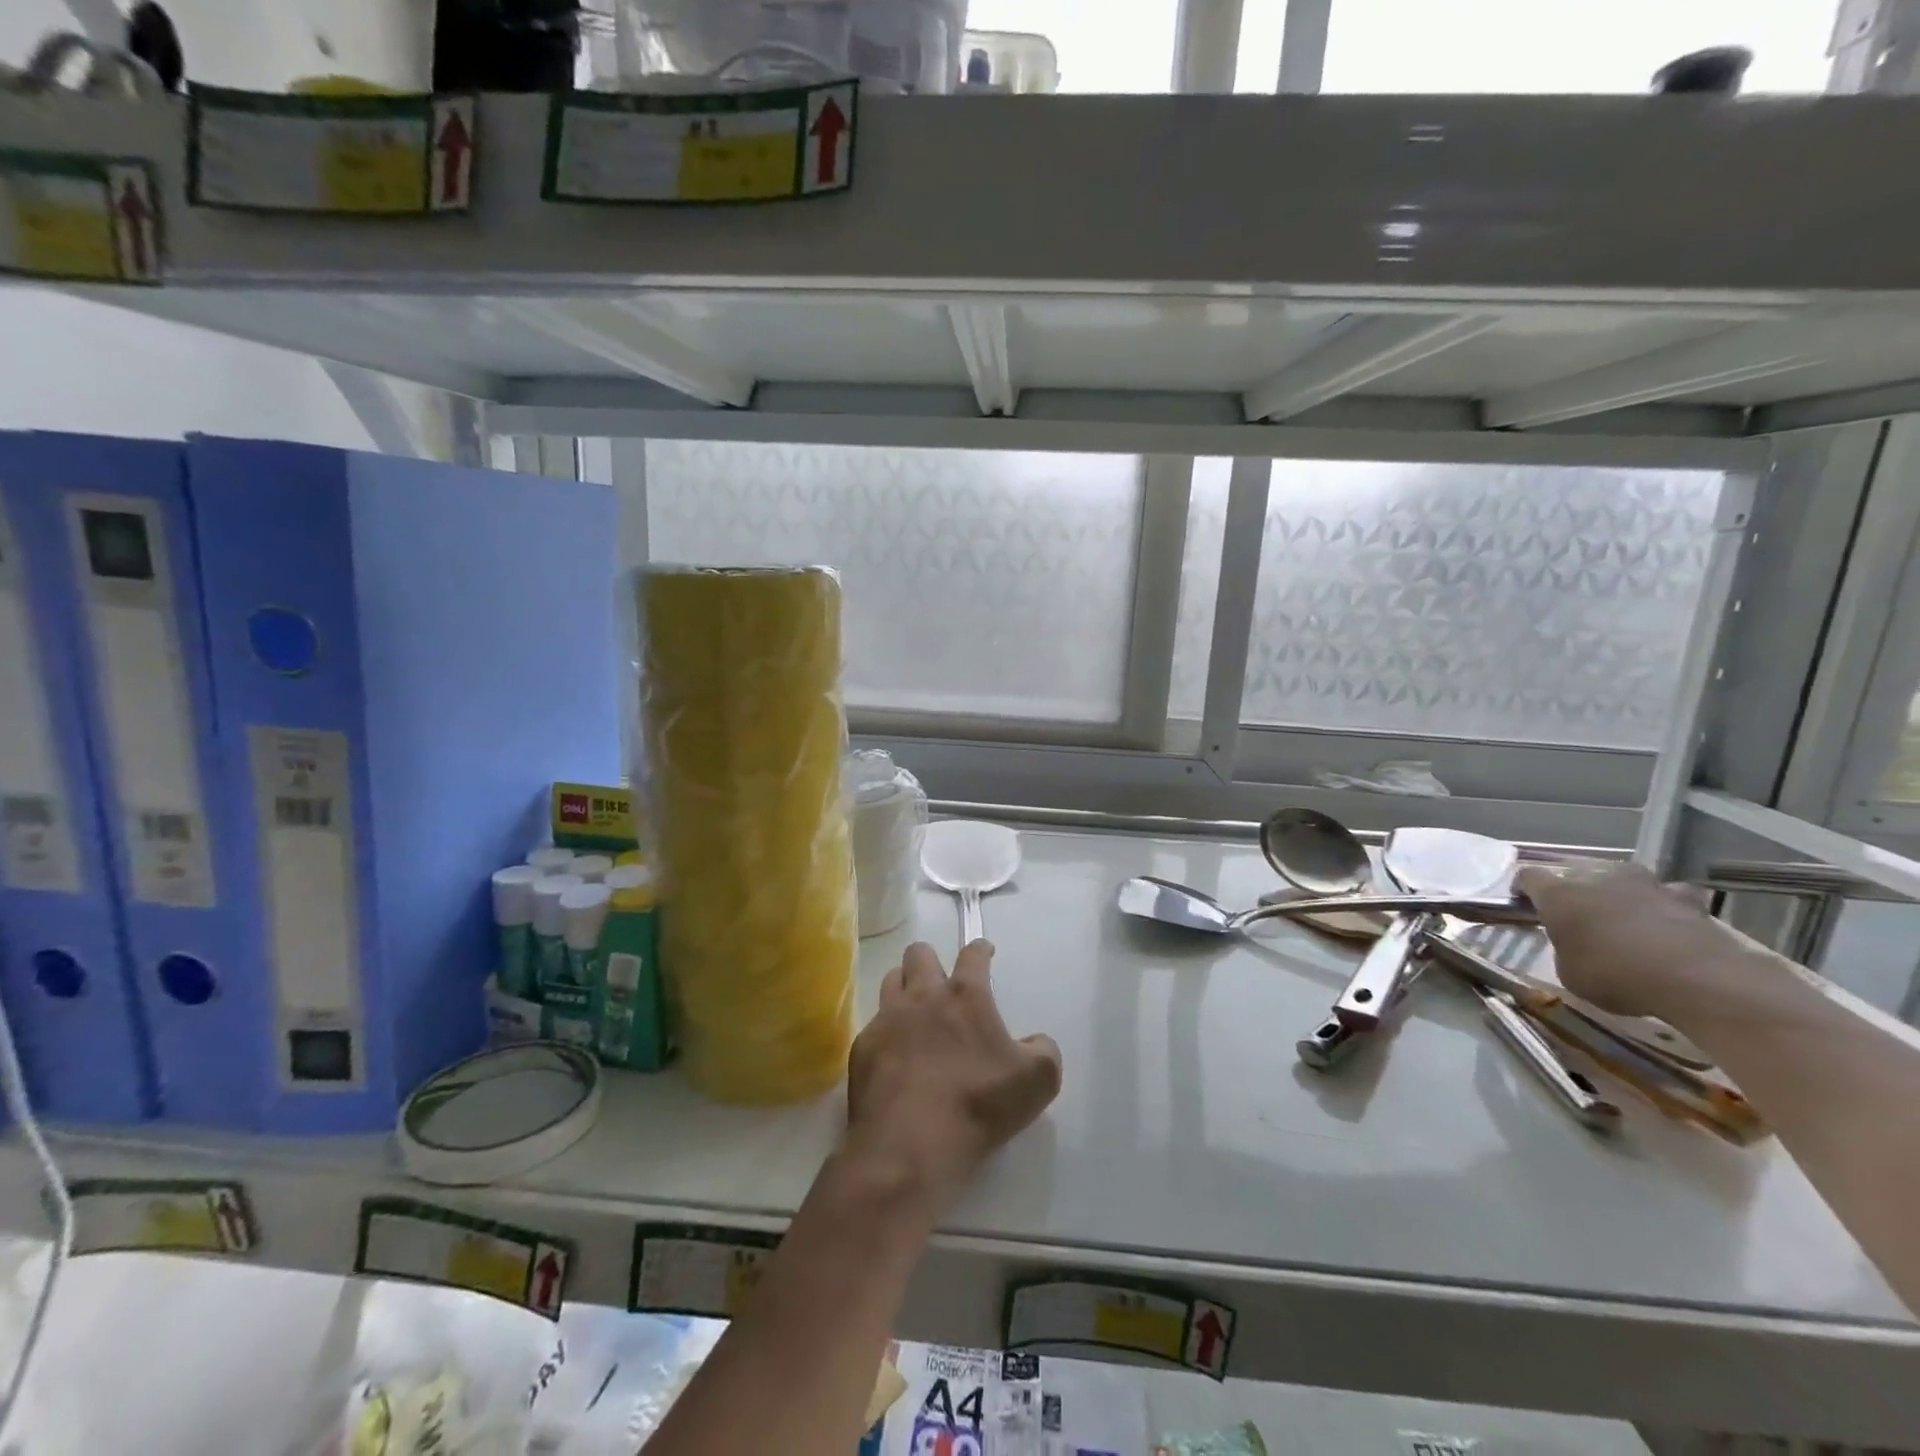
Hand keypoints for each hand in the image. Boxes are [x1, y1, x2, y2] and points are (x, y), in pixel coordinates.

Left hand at [844, 941, 1061, 1218]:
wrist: (910, 1144)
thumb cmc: (978, 1105)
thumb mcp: (1037, 1082)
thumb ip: (1045, 1052)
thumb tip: (1036, 1041)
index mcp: (965, 996)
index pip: (973, 954)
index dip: (981, 949)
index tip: (984, 951)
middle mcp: (923, 995)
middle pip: (919, 954)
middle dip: (931, 960)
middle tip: (941, 983)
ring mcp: (888, 1018)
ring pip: (891, 980)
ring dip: (903, 986)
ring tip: (913, 1009)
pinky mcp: (863, 1047)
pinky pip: (873, 1024)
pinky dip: (886, 1032)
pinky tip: (893, 1055)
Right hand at [1515, 861, 1740, 1020]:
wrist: (1695, 977)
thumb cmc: (1614, 974)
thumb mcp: (1570, 973)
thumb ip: (1566, 950)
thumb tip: (1575, 945)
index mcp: (1558, 894)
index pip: (1529, 877)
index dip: (1524, 889)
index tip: (1524, 902)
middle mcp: (1597, 877)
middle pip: (1578, 873)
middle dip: (1577, 891)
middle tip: (1580, 915)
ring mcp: (1645, 883)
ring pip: (1624, 880)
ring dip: (1622, 895)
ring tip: (1626, 918)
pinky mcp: (1687, 899)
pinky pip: (1670, 896)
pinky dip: (1666, 906)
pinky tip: (1669, 924)